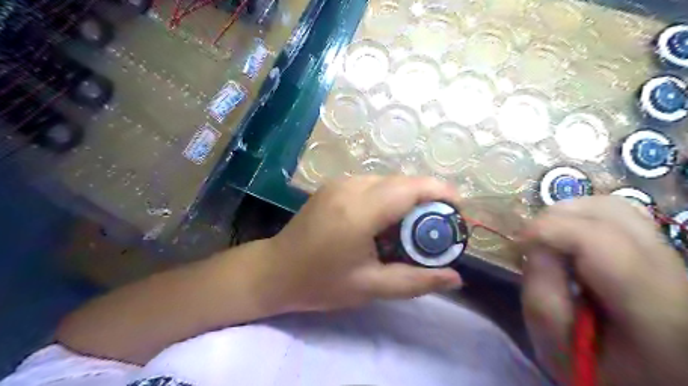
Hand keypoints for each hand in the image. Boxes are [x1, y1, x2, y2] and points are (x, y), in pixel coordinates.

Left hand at [265, 176, 464, 311]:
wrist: (275, 270)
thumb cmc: (320, 283)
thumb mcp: (370, 287)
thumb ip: (416, 281)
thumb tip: (455, 278)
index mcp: (359, 211)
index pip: (410, 188)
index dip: (440, 192)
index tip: (458, 210)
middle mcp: (350, 187)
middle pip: (402, 181)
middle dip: (427, 198)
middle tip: (437, 228)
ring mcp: (340, 183)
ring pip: (388, 181)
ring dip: (408, 198)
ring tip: (413, 227)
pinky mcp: (335, 185)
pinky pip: (373, 184)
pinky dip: (390, 197)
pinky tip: (387, 220)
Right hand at [522, 197, 687, 384]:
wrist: (650, 379)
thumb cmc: (598, 371)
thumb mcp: (555, 346)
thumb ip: (541, 294)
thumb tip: (535, 244)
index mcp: (654, 310)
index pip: (597, 241)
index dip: (547, 230)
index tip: (517, 244)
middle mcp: (674, 274)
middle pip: (610, 212)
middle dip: (555, 218)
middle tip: (532, 243)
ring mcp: (674, 259)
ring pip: (616, 206)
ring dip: (570, 214)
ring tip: (550, 239)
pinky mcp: (663, 253)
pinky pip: (621, 215)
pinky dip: (585, 217)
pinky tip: (571, 239)